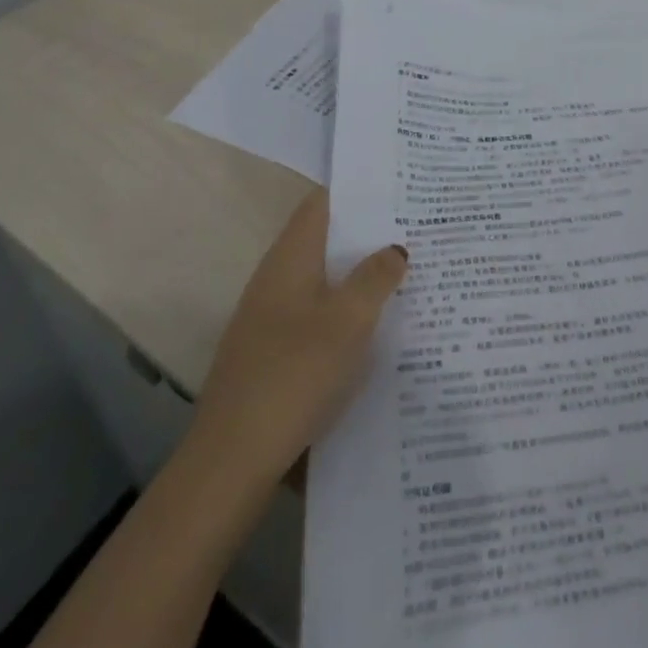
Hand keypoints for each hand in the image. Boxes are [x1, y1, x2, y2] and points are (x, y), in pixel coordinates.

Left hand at [184, 188, 406, 506]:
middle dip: (367, 234)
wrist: (231, 462)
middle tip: (416, 229)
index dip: (357, 190)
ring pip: (322, 281)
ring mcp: (268, 319)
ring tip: (406, 274)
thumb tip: (395, 247)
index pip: (322, 204)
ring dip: (359, 276)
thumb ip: (376, 277)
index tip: (397, 185)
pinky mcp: (271, 355)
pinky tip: (375, 330)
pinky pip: (316, 316)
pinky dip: (345, 312)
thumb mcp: (349, 320)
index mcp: (290, 259)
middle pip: (325, 240)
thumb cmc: (295, 374)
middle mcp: (275, 280)